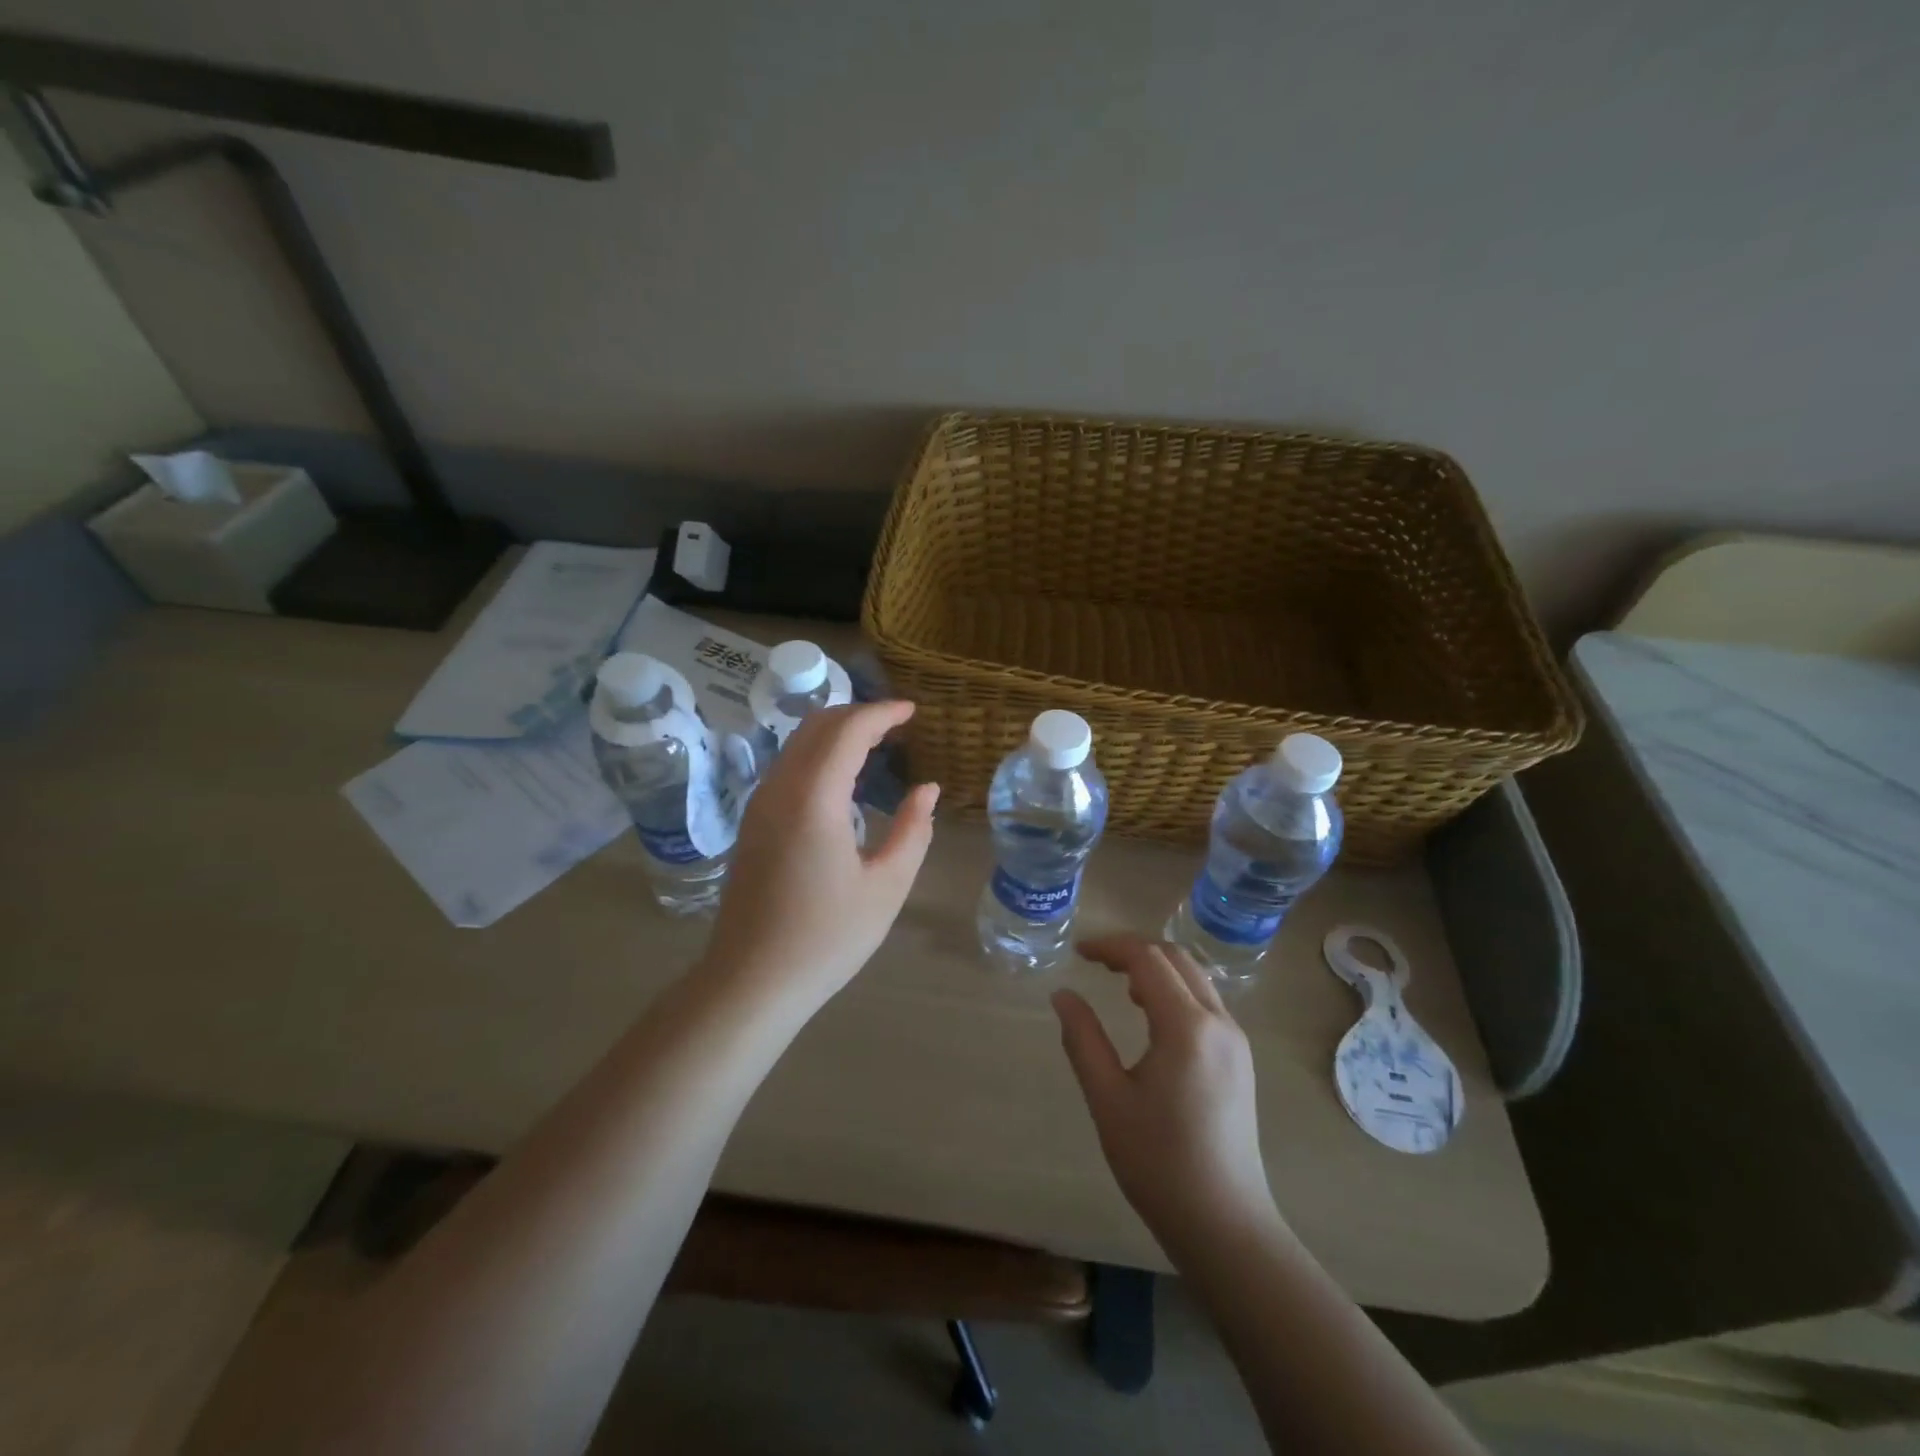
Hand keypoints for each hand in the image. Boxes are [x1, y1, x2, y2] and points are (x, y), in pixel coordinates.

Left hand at [702, 701, 937, 1012]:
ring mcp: (760, 805)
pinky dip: (819, 754)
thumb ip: (913, 830)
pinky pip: (788, 766)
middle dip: (858, 714)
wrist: (751, 980)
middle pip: (817, 726)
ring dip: (836, 733)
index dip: (882, 713)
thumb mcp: (887, 886)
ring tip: (875, 744)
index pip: (848, 730)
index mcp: (813, 798)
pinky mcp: (753, 822)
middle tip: (896, 723)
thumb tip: (927, 789)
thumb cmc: (827, 938)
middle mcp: (780, 789)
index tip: (912, 711)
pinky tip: (842, 777)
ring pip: (797, 743)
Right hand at [1053, 936, 1283, 1255]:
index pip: (1148, 959)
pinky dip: (1175, 990)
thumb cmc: (1158, 1163)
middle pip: (1176, 958)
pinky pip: (1206, 1003)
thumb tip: (1062, 994)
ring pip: (1195, 978)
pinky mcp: (1240, 1060)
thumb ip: (1082, 1039)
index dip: (1110, 947)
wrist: (1225, 1225)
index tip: (1078, 952)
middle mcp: (1219, 1022)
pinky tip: (1151, 1015)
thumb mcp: (1108, 1098)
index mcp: (1187, 1027)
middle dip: (1134, 950)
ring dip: (1156, 968)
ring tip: (1119, 983)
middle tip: (1095, 962)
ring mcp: (1236, 1040)